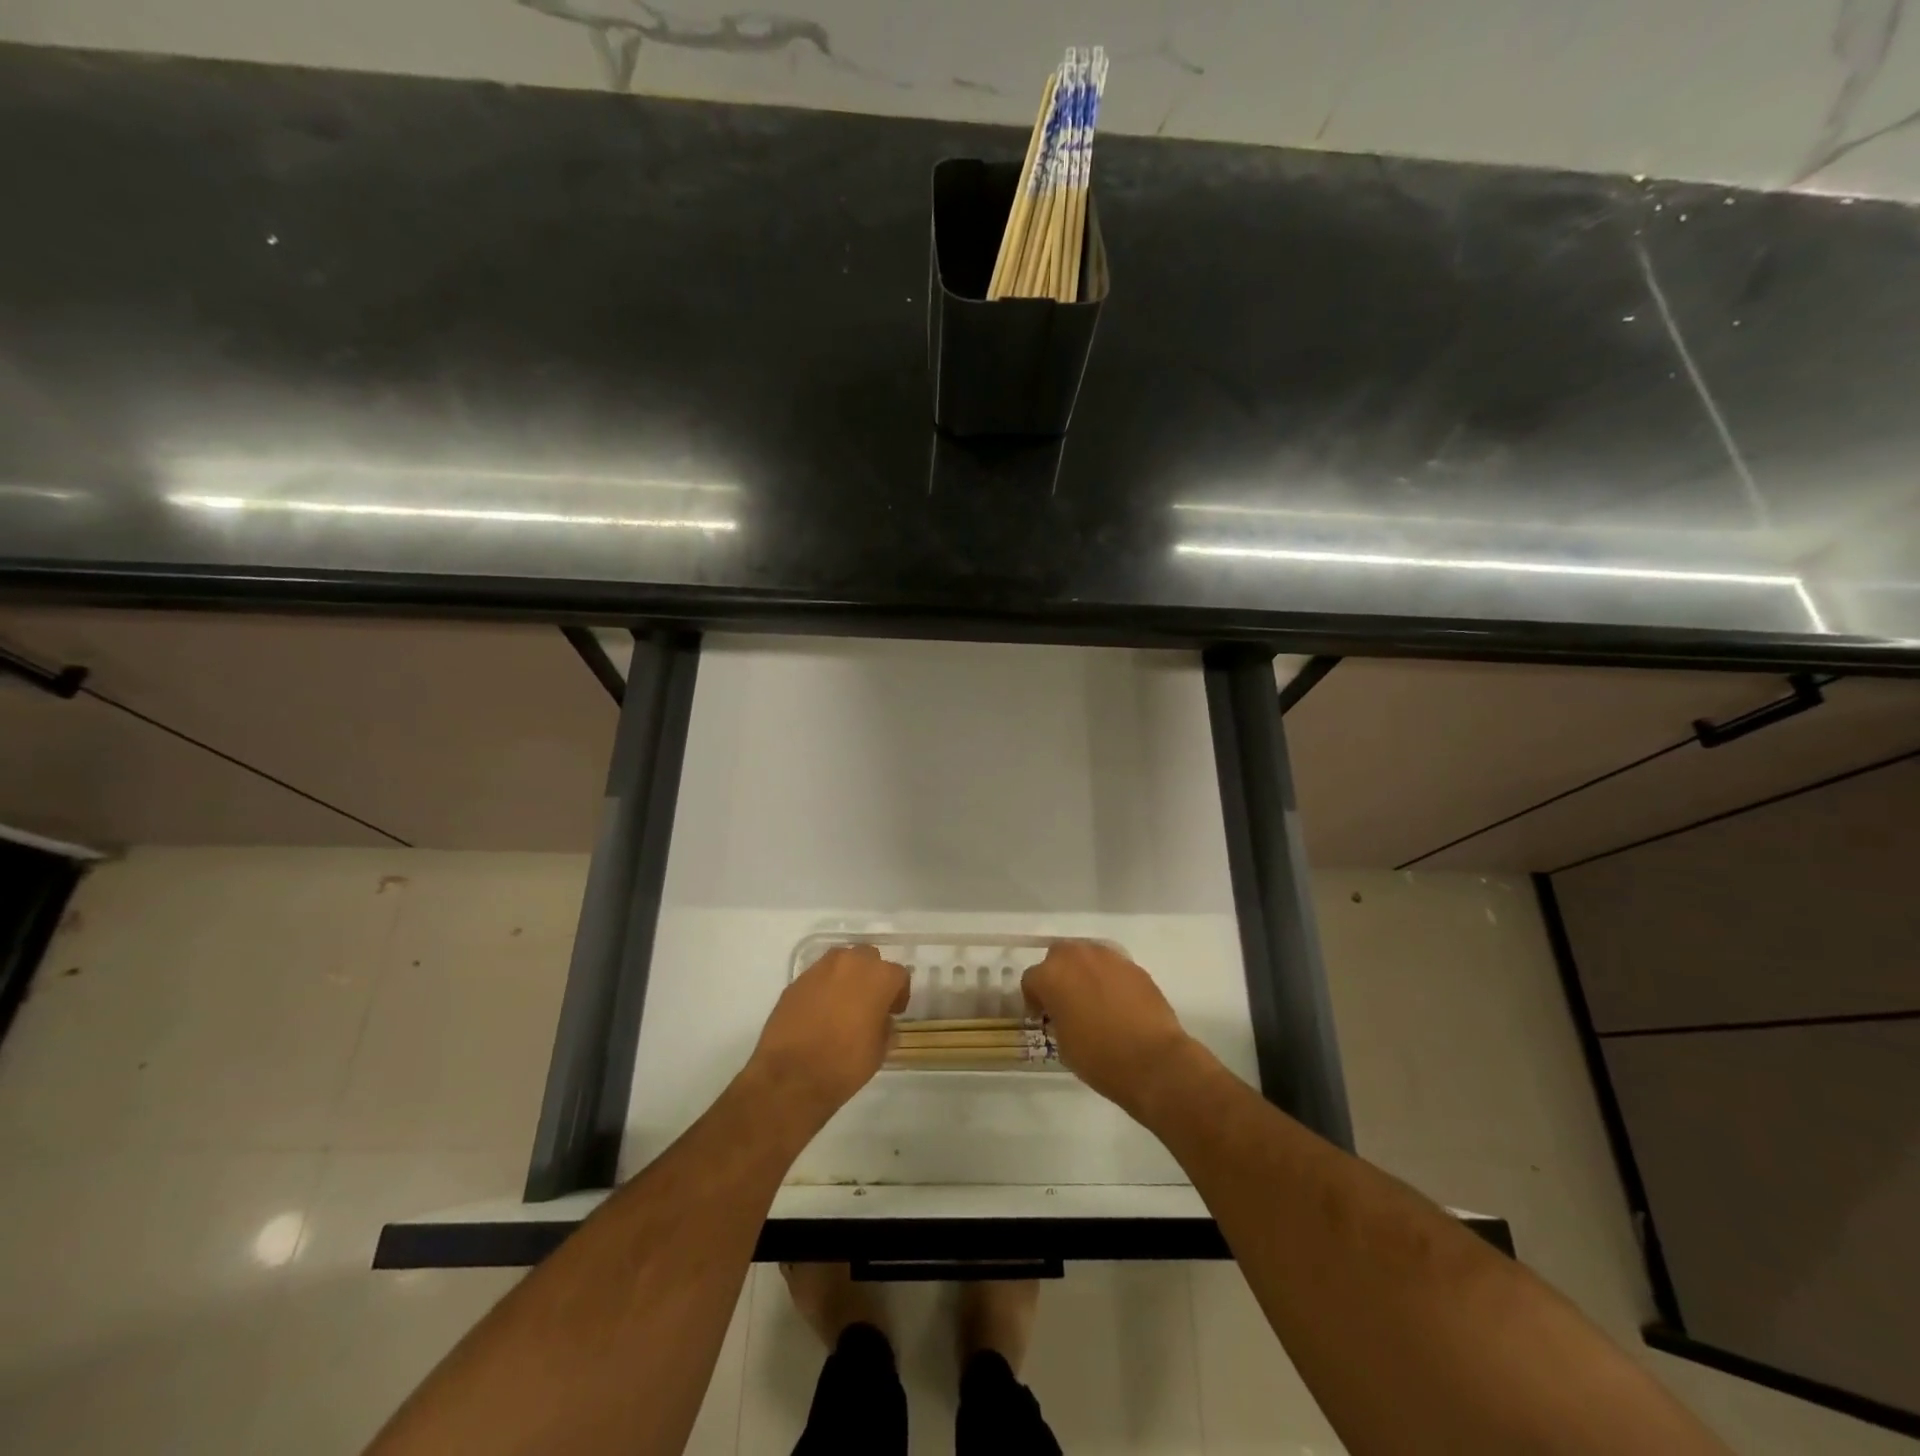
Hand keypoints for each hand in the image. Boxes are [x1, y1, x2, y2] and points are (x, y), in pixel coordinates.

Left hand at [747, 945, 908, 1125]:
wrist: (790, 1076)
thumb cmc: (844, 1064)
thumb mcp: (879, 1052)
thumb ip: (885, 1027)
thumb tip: (882, 1020)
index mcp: (878, 977)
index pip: (899, 974)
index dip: (899, 994)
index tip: (893, 1012)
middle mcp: (851, 963)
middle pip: (869, 958)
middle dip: (872, 976)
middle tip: (869, 1003)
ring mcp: (820, 969)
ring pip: (841, 962)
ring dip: (847, 977)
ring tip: (843, 1004)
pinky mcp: (796, 981)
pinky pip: (818, 977)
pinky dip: (823, 988)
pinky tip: (819, 1013)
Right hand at [1023, 941, 1199, 1117]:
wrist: (1152, 1060)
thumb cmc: (1099, 1057)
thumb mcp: (1062, 1042)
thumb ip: (1056, 1015)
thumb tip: (1063, 1011)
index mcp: (1052, 975)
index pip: (1031, 979)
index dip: (1033, 999)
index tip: (1042, 1017)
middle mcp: (1077, 956)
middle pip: (1058, 956)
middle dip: (1058, 974)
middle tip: (1065, 1001)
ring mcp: (1109, 957)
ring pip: (1087, 956)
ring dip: (1084, 972)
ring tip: (1093, 999)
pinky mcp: (1134, 966)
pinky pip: (1112, 967)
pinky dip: (1109, 979)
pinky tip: (1117, 1002)